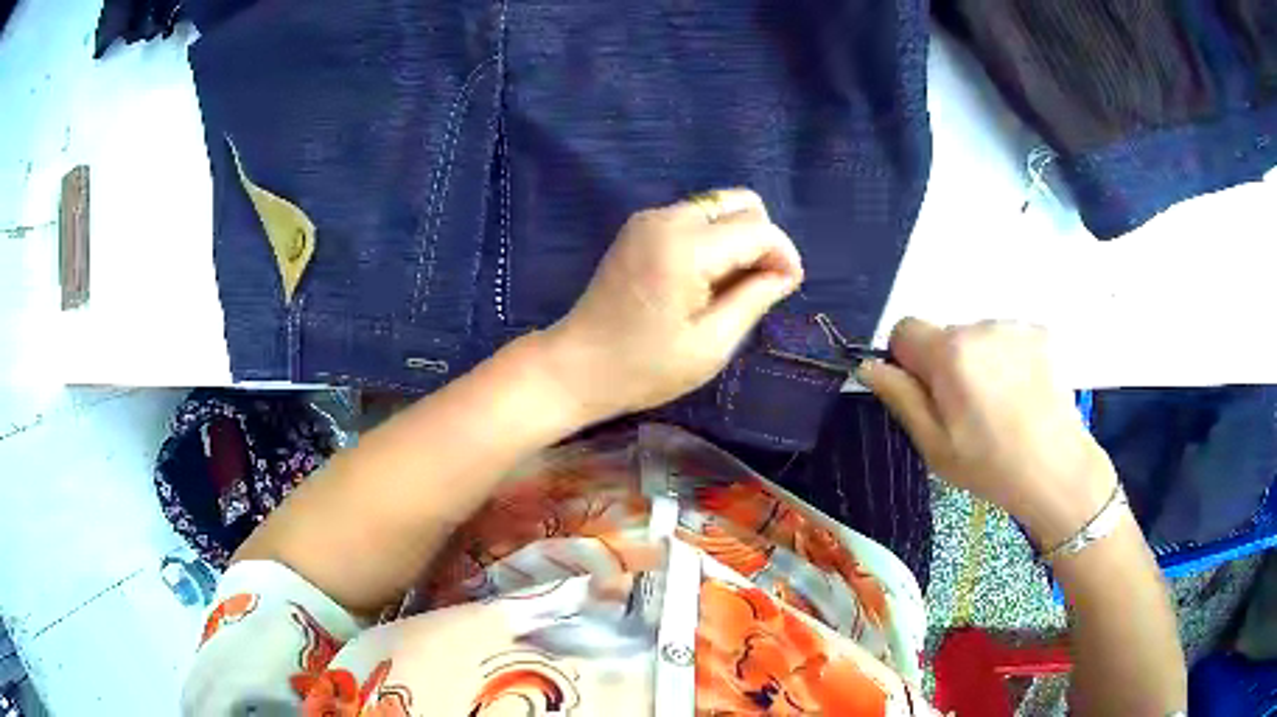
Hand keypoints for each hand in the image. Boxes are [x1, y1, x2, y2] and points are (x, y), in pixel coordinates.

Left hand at [540, 189, 803, 421]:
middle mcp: (667, 218)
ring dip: (738, 239)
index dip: (783, 255)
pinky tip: (705, 279)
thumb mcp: (711, 344)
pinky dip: (714, 239)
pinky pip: (695, 217)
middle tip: (758, 287)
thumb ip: (754, 298)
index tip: (789, 288)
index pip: (757, 229)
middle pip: (740, 203)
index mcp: (684, 247)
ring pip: (718, 207)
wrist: (576, 366)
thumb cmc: (644, 367)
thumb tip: (785, 272)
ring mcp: (649, 219)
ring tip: (731, 287)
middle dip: (762, 240)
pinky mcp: (639, 227)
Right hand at [858, 318, 1118, 548]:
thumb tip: (868, 366)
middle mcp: (980, 326)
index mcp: (949, 352)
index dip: (907, 361)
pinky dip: (1007, 359)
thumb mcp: (934, 445)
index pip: (905, 328)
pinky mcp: (1041, 332)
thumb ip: (900, 397)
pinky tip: (1021, 393)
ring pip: (977, 337)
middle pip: (945, 335)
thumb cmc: (990, 466)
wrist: (1057, 470)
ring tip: (999, 404)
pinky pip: (1007, 339)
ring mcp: (1014, 326)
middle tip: (966, 411)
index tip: (926, 395)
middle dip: (946, 364)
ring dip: (978, 361)